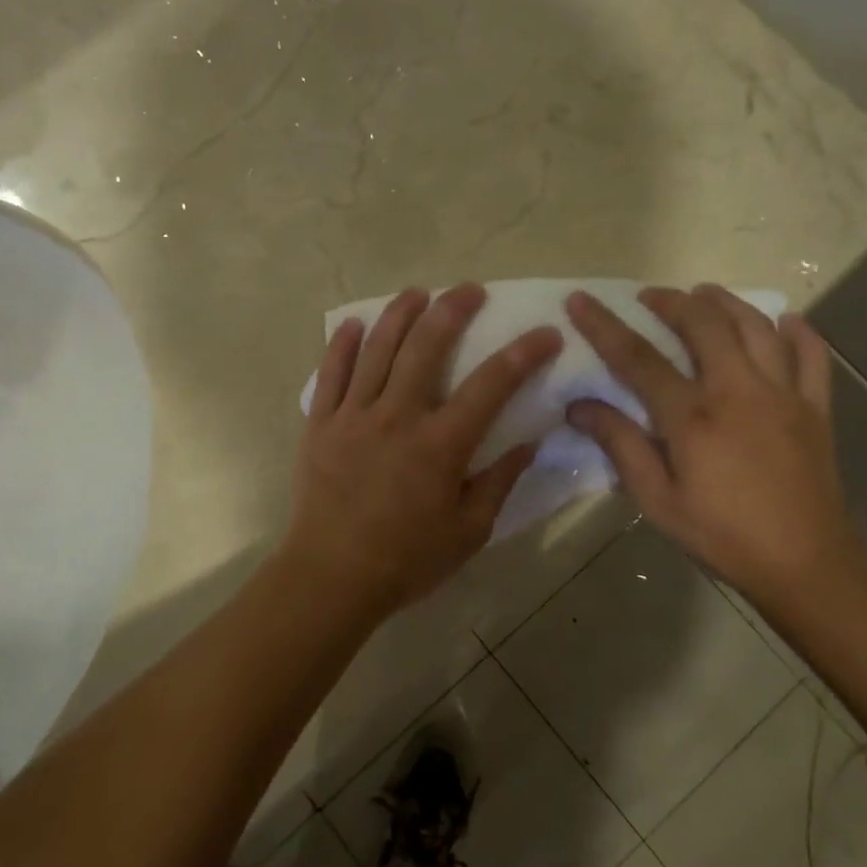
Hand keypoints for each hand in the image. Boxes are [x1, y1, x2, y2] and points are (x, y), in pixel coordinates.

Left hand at [282, 283, 562, 618]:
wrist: (331, 576)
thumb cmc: (406, 560)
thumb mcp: (468, 532)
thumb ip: (498, 483)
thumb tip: (528, 443)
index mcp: (439, 445)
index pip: (491, 386)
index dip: (523, 354)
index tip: (546, 333)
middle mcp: (397, 417)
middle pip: (427, 348)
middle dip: (453, 310)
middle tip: (470, 290)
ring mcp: (353, 416)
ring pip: (378, 350)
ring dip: (399, 314)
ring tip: (417, 292)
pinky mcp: (321, 424)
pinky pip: (330, 374)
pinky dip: (342, 345)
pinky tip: (354, 324)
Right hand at [564, 285, 863, 601]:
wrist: (807, 565)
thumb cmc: (723, 536)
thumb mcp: (657, 500)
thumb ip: (621, 446)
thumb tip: (579, 407)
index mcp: (692, 416)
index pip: (637, 358)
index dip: (604, 325)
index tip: (580, 300)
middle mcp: (738, 391)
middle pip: (703, 324)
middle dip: (671, 301)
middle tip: (649, 296)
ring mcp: (784, 395)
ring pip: (756, 327)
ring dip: (726, 303)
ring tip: (704, 293)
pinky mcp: (816, 408)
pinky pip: (812, 356)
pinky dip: (799, 332)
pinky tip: (785, 321)